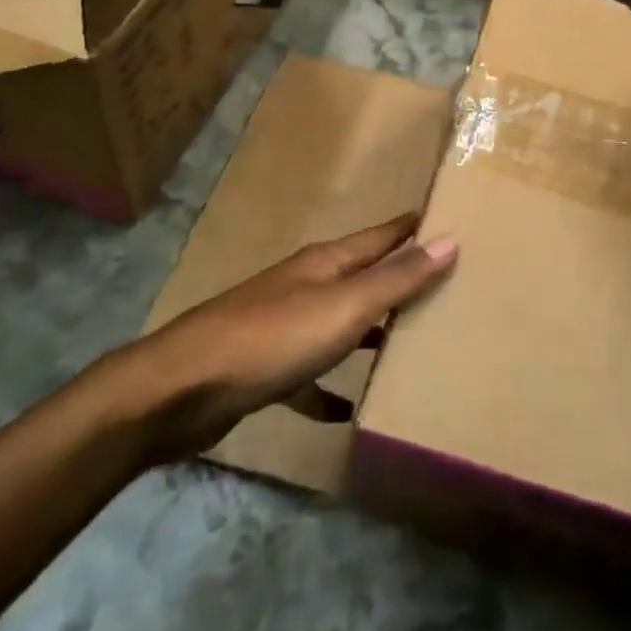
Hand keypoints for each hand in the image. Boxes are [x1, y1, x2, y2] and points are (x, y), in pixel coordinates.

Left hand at [97, 215, 457, 465]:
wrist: (182, 389)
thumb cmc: (272, 338)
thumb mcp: (344, 307)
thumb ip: (396, 279)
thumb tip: (449, 240)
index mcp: (326, 263)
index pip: (382, 236)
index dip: (414, 227)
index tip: (449, 219)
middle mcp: (306, 286)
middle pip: (362, 277)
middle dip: (399, 281)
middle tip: (446, 288)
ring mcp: (282, 325)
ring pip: (339, 323)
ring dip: (369, 333)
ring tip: (408, 346)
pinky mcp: (265, 367)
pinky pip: (309, 375)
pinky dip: (327, 389)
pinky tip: (345, 411)